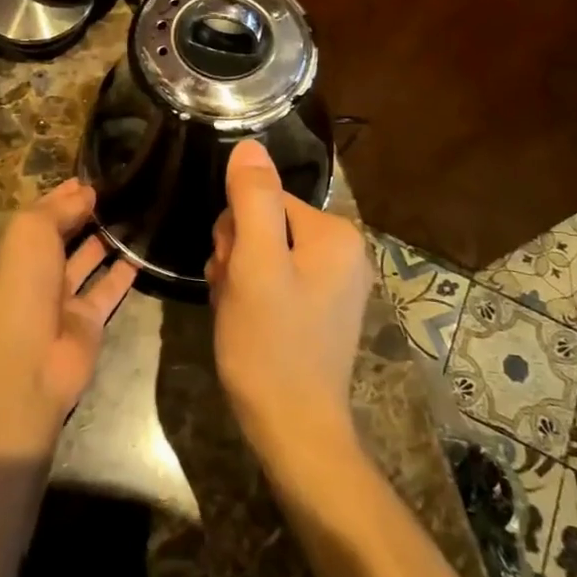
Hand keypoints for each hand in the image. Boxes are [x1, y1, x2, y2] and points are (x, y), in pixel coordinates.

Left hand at [0, 179, 135, 448]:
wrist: (26, 362)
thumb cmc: (21, 286)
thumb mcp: (31, 232)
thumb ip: (59, 209)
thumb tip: (86, 192)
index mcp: (15, 247)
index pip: (42, 213)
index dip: (65, 194)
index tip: (95, 175)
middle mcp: (37, 270)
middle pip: (65, 235)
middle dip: (87, 214)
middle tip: (124, 190)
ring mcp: (62, 298)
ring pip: (88, 260)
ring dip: (107, 239)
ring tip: (137, 212)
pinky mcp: (88, 321)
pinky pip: (108, 290)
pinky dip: (123, 273)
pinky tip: (143, 251)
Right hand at [207, 139, 372, 462]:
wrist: (293, 430)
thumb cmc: (271, 344)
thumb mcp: (255, 265)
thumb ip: (253, 200)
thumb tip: (249, 145)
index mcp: (335, 234)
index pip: (265, 200)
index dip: (236, 232)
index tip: (232, 270)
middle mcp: (344, 251)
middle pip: (265, 224)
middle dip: (237, 255)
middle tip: (235, 294)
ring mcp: (334, 282)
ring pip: (264, 252)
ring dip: (240, 276)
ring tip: (239, 312)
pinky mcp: (321, 308)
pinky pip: (276, 279)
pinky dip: (253, 295)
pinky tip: (247, 322)